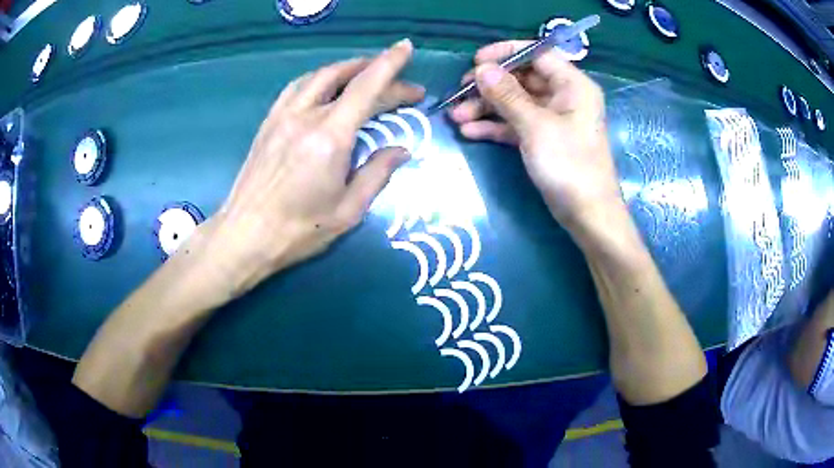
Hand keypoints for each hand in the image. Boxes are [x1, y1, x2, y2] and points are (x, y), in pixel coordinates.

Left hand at [208, 39, 424, 294]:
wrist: (245, 235)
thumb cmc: (299, 230)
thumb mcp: (348, 210)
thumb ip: (377, 173)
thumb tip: (401, 150)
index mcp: (330, 137)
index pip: (366, 87)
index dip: (390, 64)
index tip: (407, 48)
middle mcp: (306, 116)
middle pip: (345, 77)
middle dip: (377, 71)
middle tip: (400, 83)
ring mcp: (283, 116)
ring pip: (319, 76)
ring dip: (347, 69)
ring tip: (367, 75)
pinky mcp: (269, 122)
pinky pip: (297, 87)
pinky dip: (320, 79)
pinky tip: (327, 87)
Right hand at [449, 42, 622, 233]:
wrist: (587, 215)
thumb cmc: (569, 165)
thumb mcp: (536, 126)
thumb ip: (507, 95)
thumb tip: (482, 69)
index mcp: (572, 85)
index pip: (537, 54)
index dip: (506, 53)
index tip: (476, 61)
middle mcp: (563, 96)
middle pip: (522, 79)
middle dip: (490, 86)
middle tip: (460, 91)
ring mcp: (552, 119)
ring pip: (515, 103)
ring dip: (486, 108)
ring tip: (456, 117)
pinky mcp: (543, 139)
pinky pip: (516, 124)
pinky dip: (494, 126)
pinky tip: (469, 131)